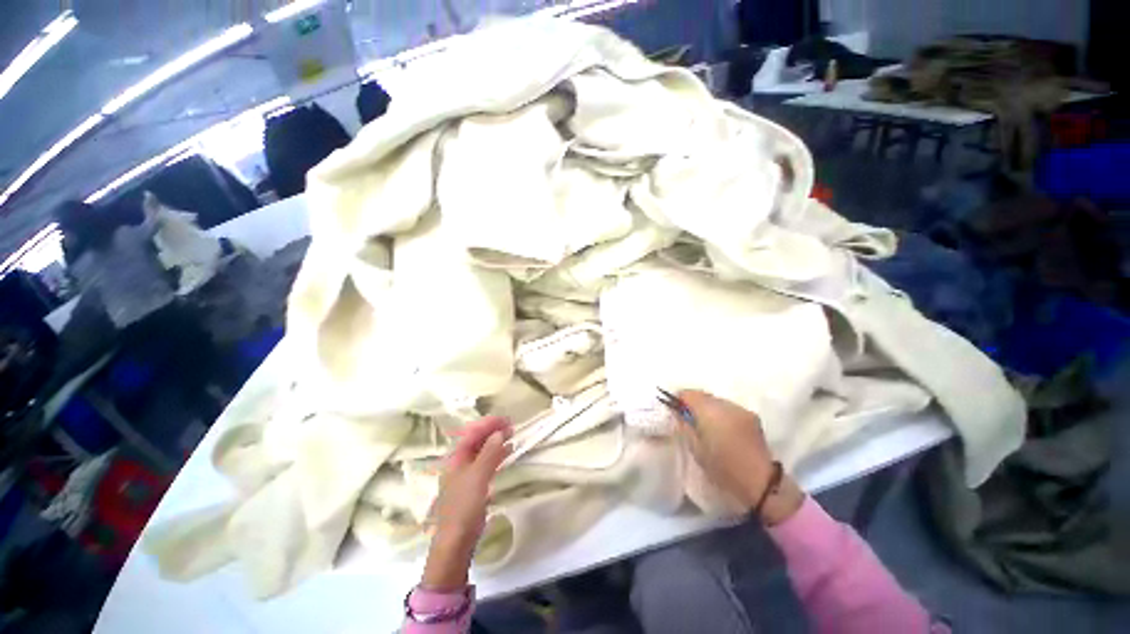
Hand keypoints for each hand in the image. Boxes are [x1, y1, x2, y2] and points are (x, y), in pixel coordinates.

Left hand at [422, 416, 511, 590]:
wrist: (457, 540)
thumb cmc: (464, 506)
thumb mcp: (478, 477)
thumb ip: (489, 453)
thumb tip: (499, 433)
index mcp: (455, 458)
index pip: (471, 433)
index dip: (487, 423)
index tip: (505, 419)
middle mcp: (460, 462)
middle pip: (476, 439)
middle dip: (493, 430)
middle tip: (511, 425)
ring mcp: (467, 473)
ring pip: (483, 450)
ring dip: (496, 440)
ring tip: (512, 434)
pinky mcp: (475, 484)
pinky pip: (487, 462)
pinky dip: (497, 454)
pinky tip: (508, 451)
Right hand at [677, 390, 804, 525]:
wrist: (762, 483)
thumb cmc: (723, 467)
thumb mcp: (696, 449)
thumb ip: (684, 426)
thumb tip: (678, 413)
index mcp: (710, 411)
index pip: (689, 394)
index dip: (679, 399)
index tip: (674, 409)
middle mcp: (726, 405)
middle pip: (703, 395)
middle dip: (693, 403)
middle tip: (687, 418)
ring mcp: (741, 409)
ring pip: (717, 401)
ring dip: (708, 408)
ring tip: (705, 425)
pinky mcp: (751, 417)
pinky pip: (729, 408)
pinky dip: (721, 413)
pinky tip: (721, 428)